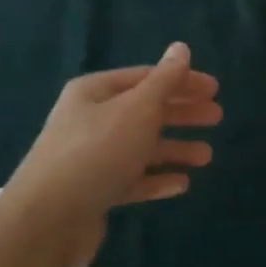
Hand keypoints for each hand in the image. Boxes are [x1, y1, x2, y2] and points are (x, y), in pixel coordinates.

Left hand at [2, 43, 220, 259]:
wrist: (48, 219)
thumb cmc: (98, 152)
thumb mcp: (138, 109)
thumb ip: (165, 80)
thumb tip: (181, 47)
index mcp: (95, 92)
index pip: (146, 77)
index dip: (182, 80)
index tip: (215, 89)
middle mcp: (90, 120)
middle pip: (145, 110)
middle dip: (181, 113)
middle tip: (217, 117)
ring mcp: (91, 157)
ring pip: (141, 147)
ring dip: (175, 148)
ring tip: (206, 157)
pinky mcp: (94, 191)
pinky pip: (132, 179)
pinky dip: (157, 179)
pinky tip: (182, 184)